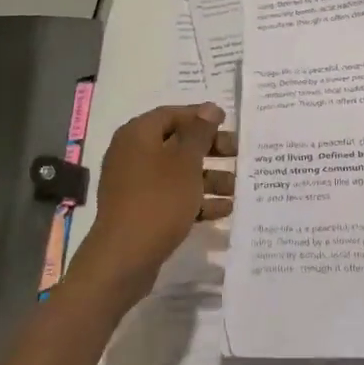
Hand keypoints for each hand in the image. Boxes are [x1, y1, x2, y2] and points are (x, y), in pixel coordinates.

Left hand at [66, 103, 236, 306]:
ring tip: (237, 187)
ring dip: (208, 178)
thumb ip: (199, 133)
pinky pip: (171, 196)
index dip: (201, 117)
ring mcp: (134, 183)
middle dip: (210, 150)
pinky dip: (195, 199)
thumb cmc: (158, 199)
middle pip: (176, 143)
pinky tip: (223, 210)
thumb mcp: (185, 162)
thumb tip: (209, 108)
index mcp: (138, 134)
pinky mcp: (140, 209)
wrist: (124, 257)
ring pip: (177, 172)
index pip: (172, 114)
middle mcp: (132, 153)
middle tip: (238, 155)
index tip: (228, 124)